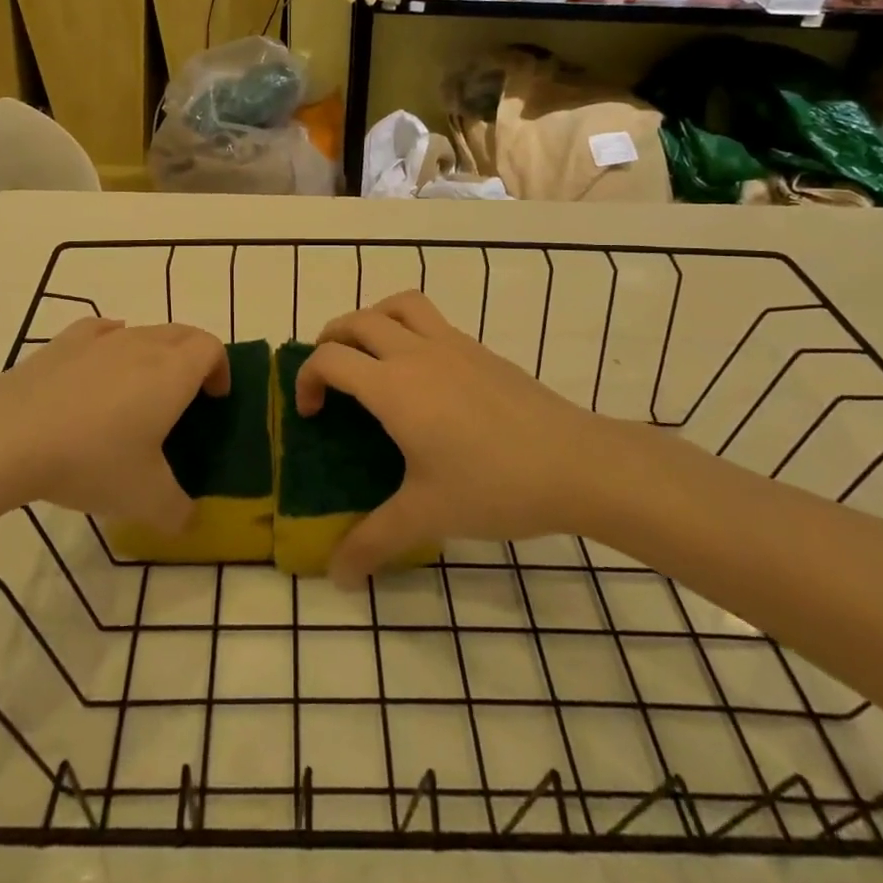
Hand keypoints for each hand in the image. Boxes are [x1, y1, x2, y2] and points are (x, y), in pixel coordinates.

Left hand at [0, 318, 227, 533]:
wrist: (7, 437)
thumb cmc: (91, 460)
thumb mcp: (144, 500)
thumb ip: (178, 512)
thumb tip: (189, 521)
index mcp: (173, 372)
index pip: (211, 348)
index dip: (220, 368)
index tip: (214, 399)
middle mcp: (142, 344)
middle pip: (181, 333)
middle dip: (193, 358)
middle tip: (185, 396)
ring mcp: (100, 339)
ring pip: (142, 332)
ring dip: (153, 353)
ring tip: (138, 392)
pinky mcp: (62, 343)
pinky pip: (101, 332)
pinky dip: (112, 344)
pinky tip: (99, 370)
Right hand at [298, 291, 601, 585]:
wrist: (576, 463)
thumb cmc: (494, 486)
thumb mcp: (427, 516)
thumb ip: (373, 542)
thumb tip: (337, 577)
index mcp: (393, 386)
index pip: (329, 358)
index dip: (306, 378)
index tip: (311, 414)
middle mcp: (417, 353)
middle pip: (357, 320)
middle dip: (330, 340)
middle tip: (330, 377)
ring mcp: (453, 345)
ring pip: (399, 305)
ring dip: (372, 318)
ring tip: (370, 353)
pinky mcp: (481, 350)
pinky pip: (432, 320)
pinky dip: (409, 329)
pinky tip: (423, 376)